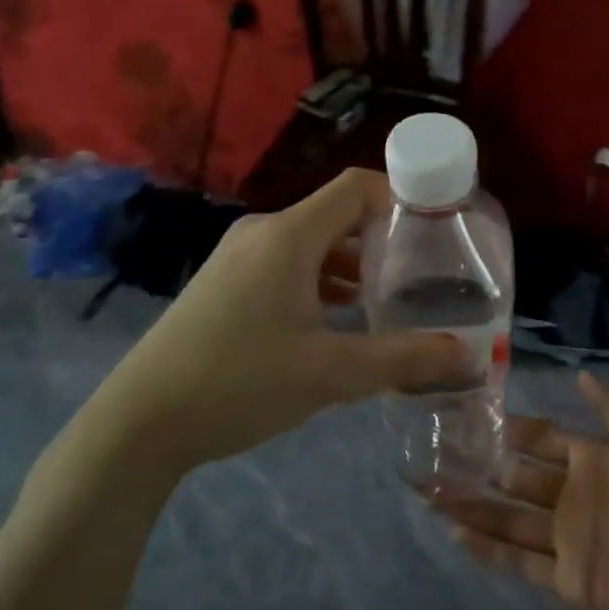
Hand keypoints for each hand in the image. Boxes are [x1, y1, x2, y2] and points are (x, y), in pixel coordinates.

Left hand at [81, 169, 468, 476]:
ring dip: (352, 264)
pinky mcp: (225, 283)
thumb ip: (403, 359)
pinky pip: (287, 264)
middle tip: (424, 273)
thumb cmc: (239, 382)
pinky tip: (340, 319)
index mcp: (288, 236)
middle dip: (382, 239)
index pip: (357, 187)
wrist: (140, 422)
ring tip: (391, 298)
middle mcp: (263, 233)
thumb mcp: (330, 374)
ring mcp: (238, 257)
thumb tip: (468, 357)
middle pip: (337, 214)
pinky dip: (321, 280)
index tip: (439, 229)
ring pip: (312, 243)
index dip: (401, 197)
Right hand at [437, 371, 608, 609]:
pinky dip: (489, 550)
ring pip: (509, 519)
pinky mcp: (568, 579)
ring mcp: (568, 538)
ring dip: (473, 507)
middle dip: (478, 468)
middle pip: (516, 479)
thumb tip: (578, 373)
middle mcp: (572, 496)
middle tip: (435, 457)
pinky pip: (521, 562)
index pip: (539, 439)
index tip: (470, 418)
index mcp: (590, 460)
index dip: (509, 430)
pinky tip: (456, 533)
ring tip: (432, 494)